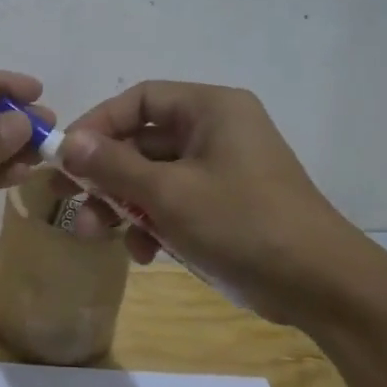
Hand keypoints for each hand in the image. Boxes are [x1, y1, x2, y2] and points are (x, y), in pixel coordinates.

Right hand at [56, 81, 386, 325]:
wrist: (321, 286)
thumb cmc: (242, 224)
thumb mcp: (168, 194)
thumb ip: (112, 166)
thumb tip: (66, 142)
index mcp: (211, 109)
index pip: (139, 100)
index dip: (97, 124)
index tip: (64, 156)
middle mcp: (216, 130)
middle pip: (142, 141)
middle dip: (103, 175)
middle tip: (64, 198)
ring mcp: (222, 169)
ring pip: (153, 176)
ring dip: (121, 205)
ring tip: (95, 235)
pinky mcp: (224, 204)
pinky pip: (174, 201)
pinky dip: (153, 223)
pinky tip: (143, 254)